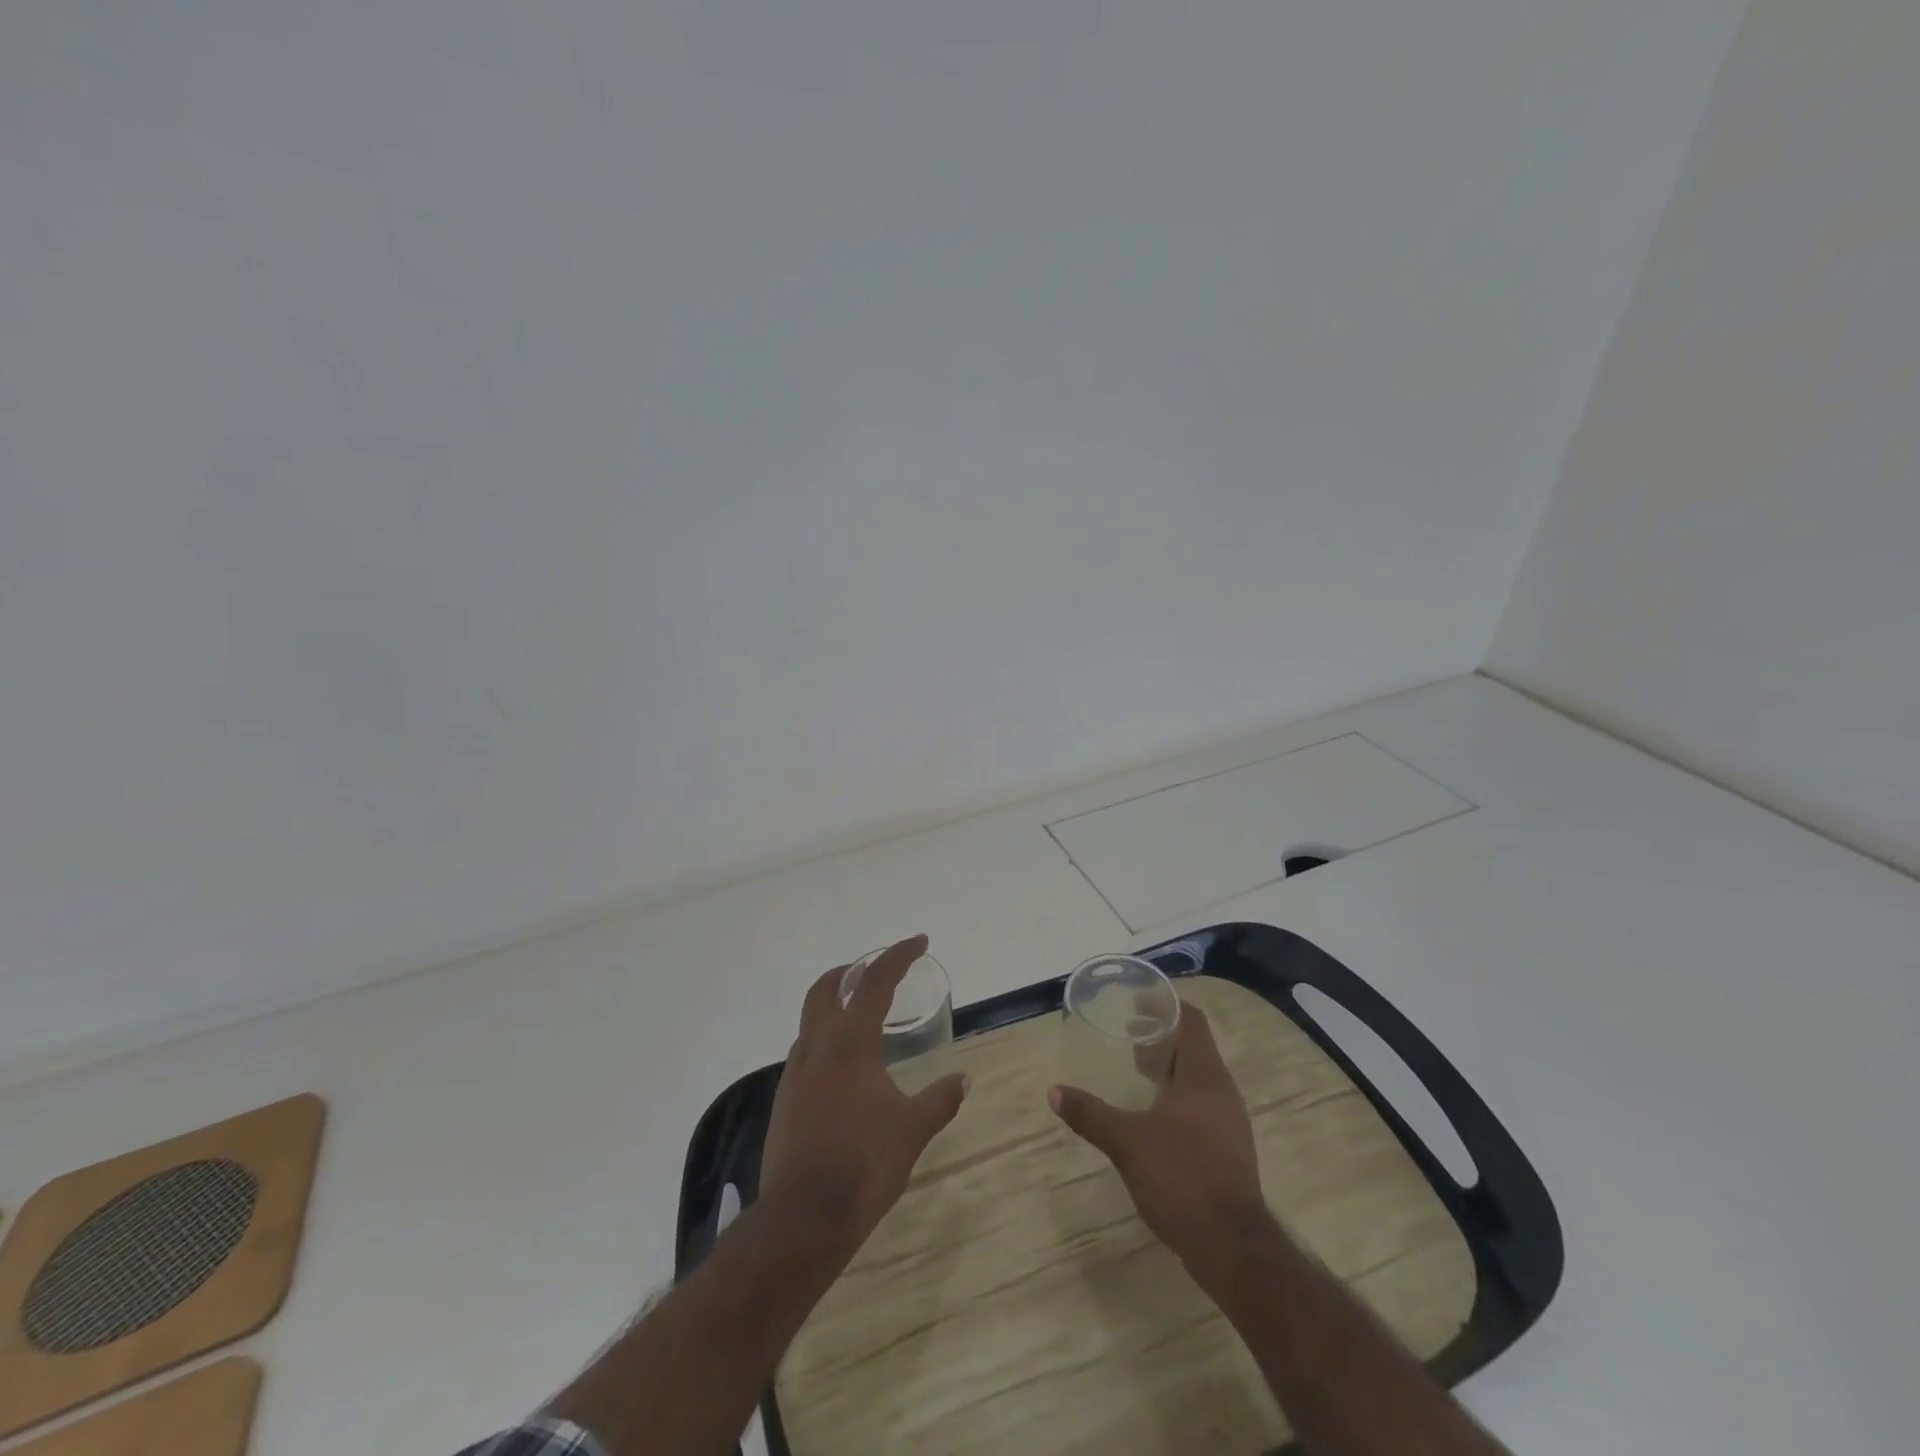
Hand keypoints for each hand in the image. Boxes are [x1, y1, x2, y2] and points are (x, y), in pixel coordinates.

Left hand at [759, 935, 969, 1253]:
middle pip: (825, 988)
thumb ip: (939, 1099)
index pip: (875, 981)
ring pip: (810, 1019)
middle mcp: (817, 1047)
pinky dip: (825, 1040)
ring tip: (862, 1018)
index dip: (898, 955)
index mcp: (850, 1043)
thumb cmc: (864, 1164)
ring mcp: (794, 1073)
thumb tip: (964, 1079)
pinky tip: (844, 1068)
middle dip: (850, 970)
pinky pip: (805, 1052)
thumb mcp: (912, 1129)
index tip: (918, 942)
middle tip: (875, 970)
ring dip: (833, 1005)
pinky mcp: (784, 1100)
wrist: (803, 1217)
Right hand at [1050, 1002, 1270, 1281]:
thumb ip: (1090, 1114)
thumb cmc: (1181, 1177)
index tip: (1136, 1001)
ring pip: (1198, 1077)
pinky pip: (1201, 1104)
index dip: (1166, 1004)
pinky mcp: (1228, 1148)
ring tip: (1134, 1069)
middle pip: (1194, 1046)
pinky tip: (1152, 1114)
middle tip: (1126, 1033)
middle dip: (1161, 1035)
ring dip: (1169, 1066)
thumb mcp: (1127, 1141)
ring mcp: (1229, 1121)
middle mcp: (1222, 1091)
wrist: (1232, 1247)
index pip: (1191, 1020)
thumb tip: (1054, 1092)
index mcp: (1204, 1076)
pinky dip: (1176, 1095)